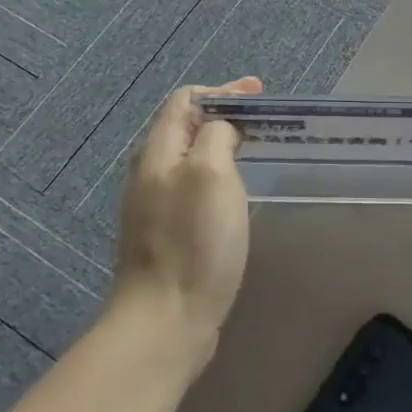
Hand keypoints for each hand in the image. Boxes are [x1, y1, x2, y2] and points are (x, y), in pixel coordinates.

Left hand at [110, 77, 260, 369]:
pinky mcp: (164, 236)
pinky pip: (191, 187)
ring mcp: (153, 207)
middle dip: (223, 115)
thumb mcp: (211, 174)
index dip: (223, 90)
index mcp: (158, 153)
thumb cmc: (194, 242)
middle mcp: (149, 174)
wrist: (164, 321)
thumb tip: (221, 129)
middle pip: (184, 127)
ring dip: (220, 146)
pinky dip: (216, 176)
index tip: (259, 95)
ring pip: (188, 159)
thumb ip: (216, 136)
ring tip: (254, 150)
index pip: (184, 100)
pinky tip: (235, 193)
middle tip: (262, 121)